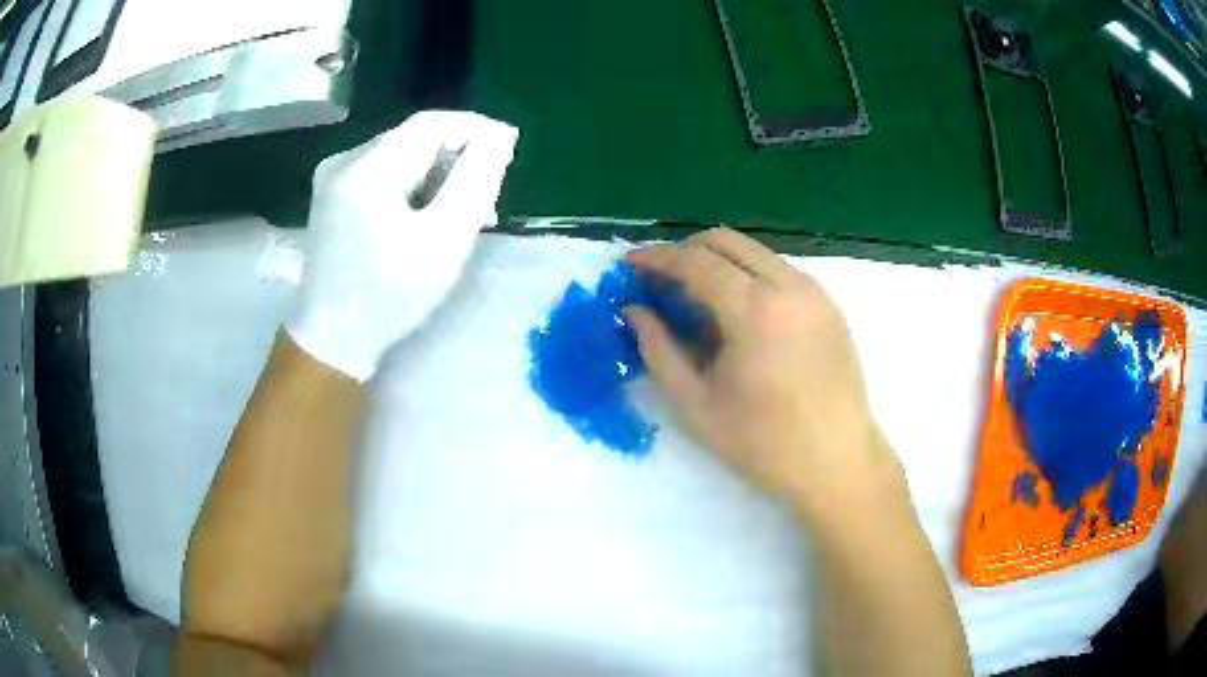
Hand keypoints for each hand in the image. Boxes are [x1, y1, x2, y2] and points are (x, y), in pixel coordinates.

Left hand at [287, 111, 518, 380]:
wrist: (333, 338)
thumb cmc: (390, 294)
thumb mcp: (445, 238)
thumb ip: (475, 180)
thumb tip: (497, 137)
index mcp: (368, 167)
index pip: (432, 123)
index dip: (476, 129)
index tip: (508, 152)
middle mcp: (345, 160)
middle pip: (415, 140)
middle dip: (457, 159)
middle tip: (486, 199)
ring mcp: (333, 178)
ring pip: (401, 157)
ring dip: (437, 176)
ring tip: (462, 214)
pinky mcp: (332, 196)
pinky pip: (383, 174)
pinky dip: (412, 187)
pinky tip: (427, 216)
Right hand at [626, 228, 900, 521]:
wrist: (838, 463)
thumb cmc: (763, 443)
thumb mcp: (696, 404)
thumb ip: (658, 350)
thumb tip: (634, 311)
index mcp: (754, 310)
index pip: (695, 261)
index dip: (656, 257)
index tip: (629, 265)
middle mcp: (789, 285)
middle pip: (725, 241)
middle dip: (686, 251)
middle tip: (661, 281)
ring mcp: (815, 292)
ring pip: (755, 252)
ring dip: (719, 262)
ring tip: (697, 299)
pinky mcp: (830, 305)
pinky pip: (780, 271)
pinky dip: (749, 276)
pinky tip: (740, 315)